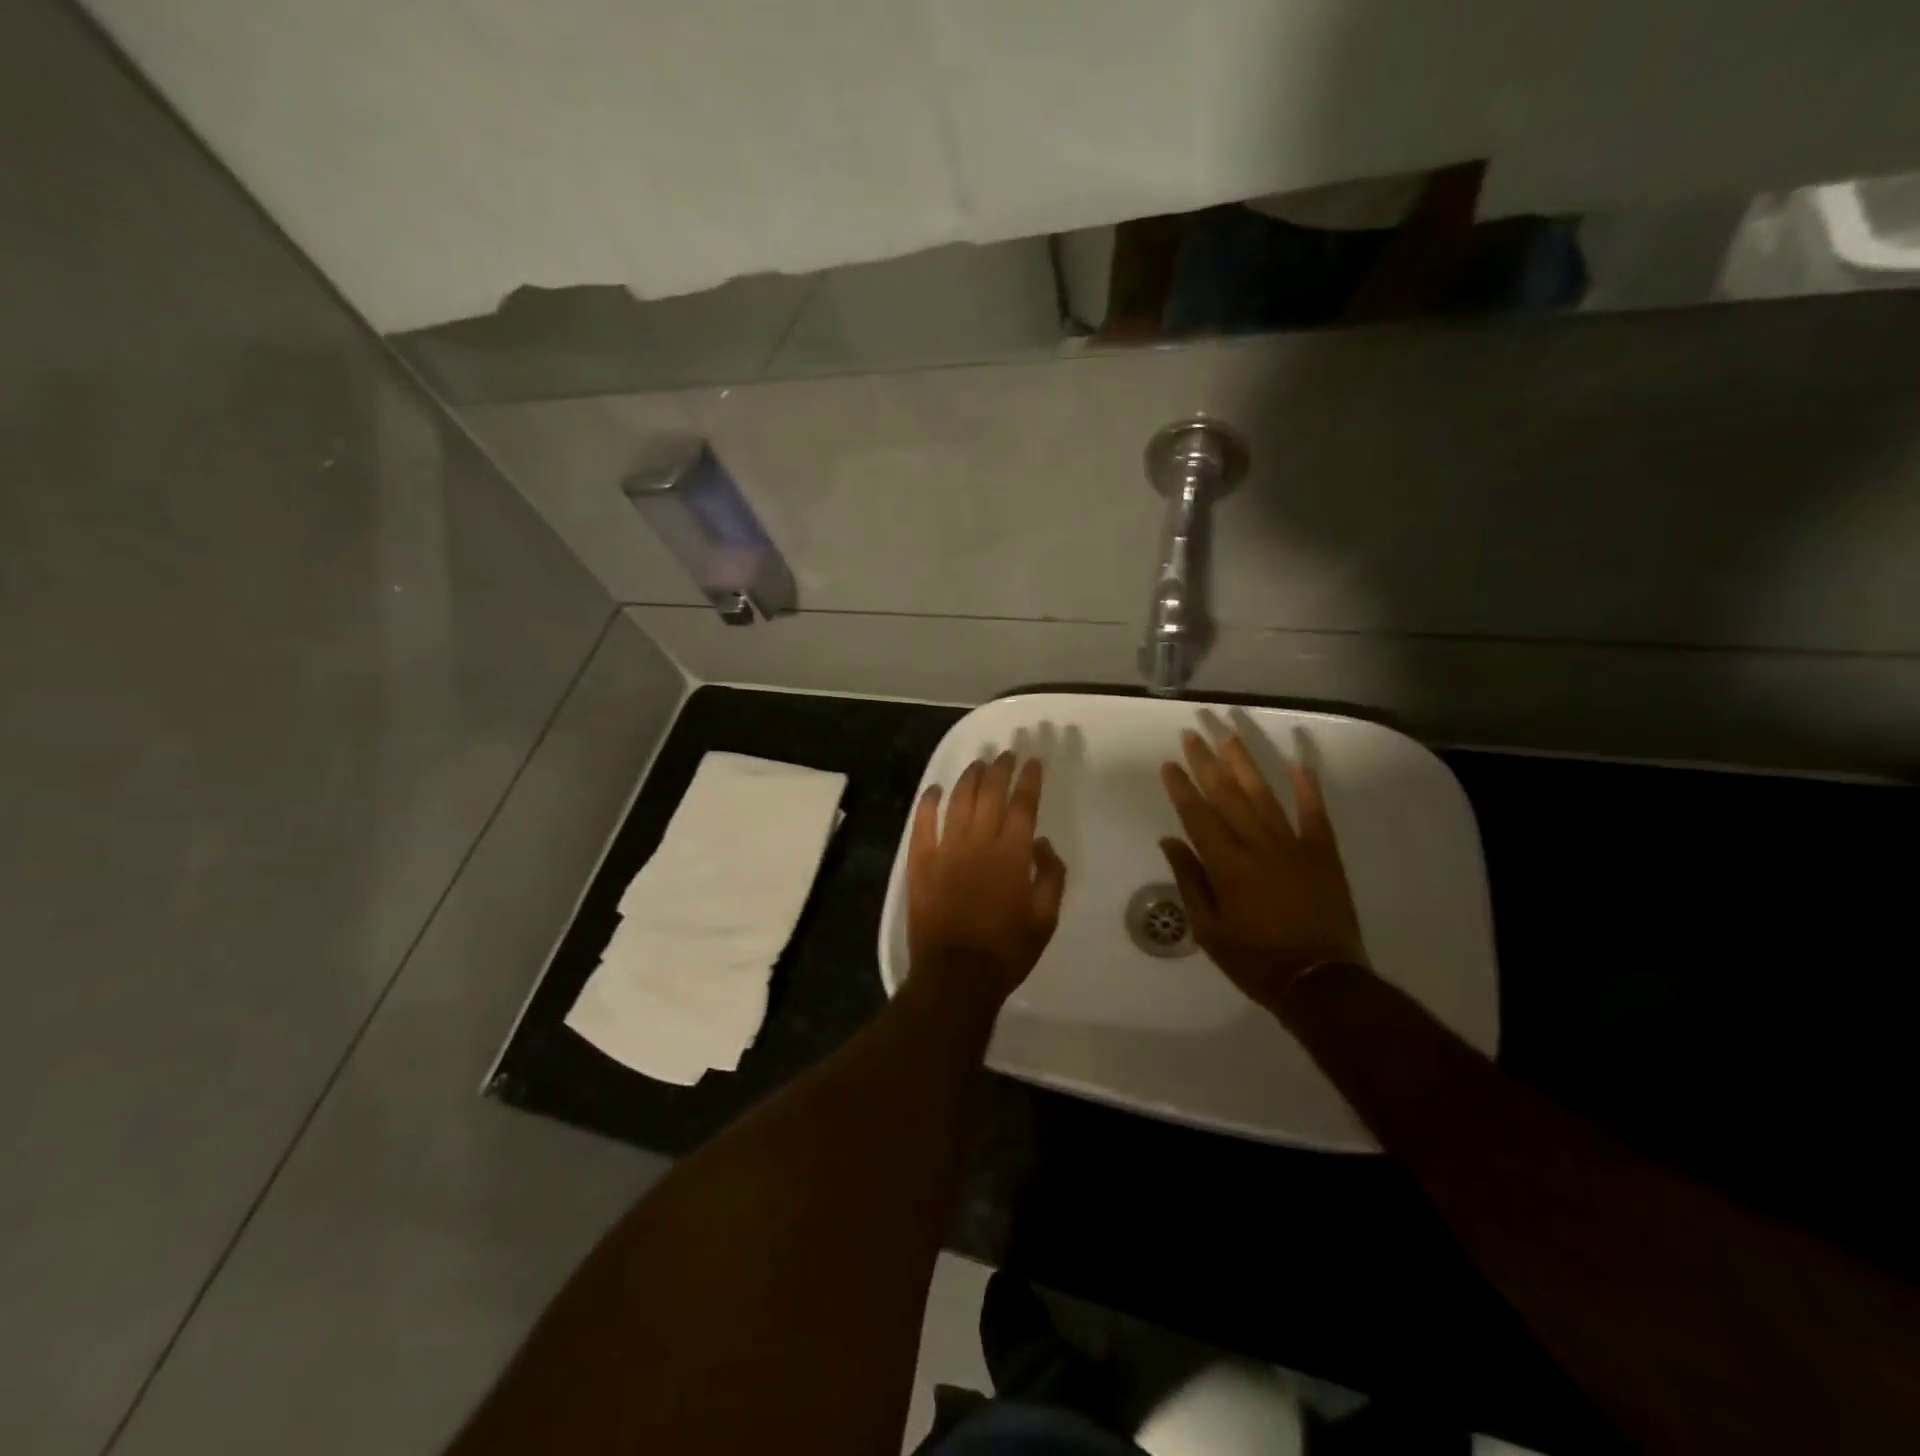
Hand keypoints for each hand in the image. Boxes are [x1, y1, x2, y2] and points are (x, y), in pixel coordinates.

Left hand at [908, 751, 1067, 1004]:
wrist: (956, 975)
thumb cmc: (1007, 950)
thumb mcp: (1045, 917)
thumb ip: (1050, 875)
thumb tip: (1041, 843)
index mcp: (1012, 854)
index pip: (1023, 804)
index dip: (1029, 779)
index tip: (1033, 762)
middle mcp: (978, 842)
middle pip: (990, 793)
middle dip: (1001, 769)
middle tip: (1007, 754)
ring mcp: (945, 849)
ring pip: (958, 800)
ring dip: (969, 777)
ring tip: (978, 764)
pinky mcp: (920, 862)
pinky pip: (922, 823)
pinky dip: (928, 802)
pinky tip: (934, 789)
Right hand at [1159, 729, 1367, 1011]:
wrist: (1321, 982)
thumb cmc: (1255, 960)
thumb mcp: (1208, 930)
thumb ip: (1190, 880)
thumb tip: (1170, 839)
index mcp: (1227, 865)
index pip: (1198, 815)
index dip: (1182, 787)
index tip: (1169, 763)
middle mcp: (1258, 846)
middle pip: (1228, 795)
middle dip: (1207, 762)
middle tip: (1193, 733)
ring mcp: (1295, 846)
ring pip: (1265, 795)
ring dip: (1246, 762)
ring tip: (1229, 734)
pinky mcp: (1323, 853)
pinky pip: (1315, 813)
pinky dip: (1307, 786)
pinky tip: (1298, 761)